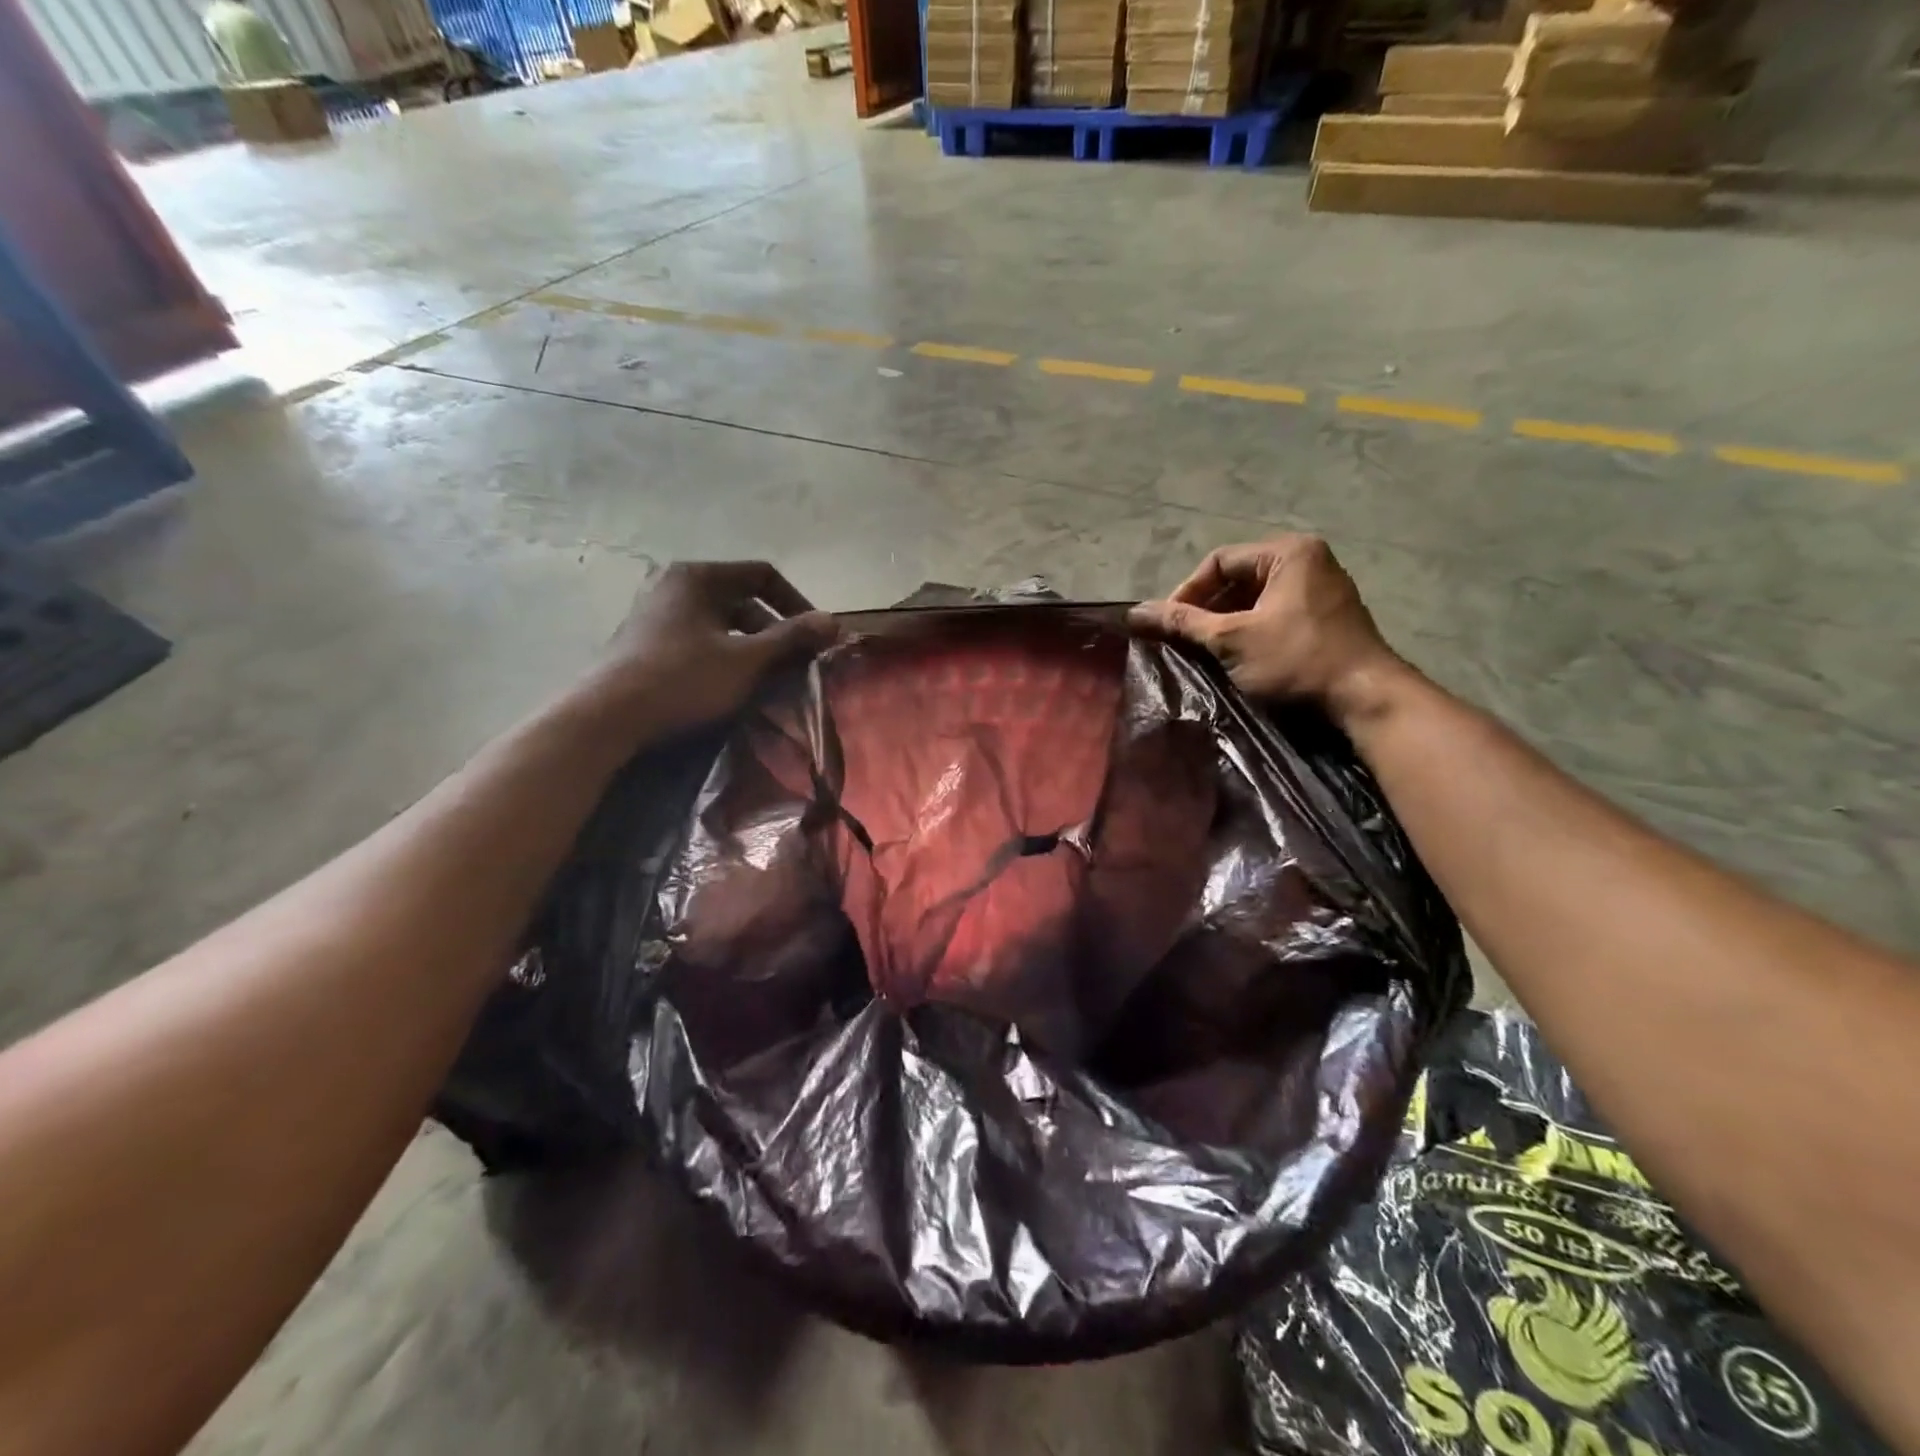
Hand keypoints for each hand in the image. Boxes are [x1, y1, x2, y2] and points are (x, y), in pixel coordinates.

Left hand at [592, 560, 837, 734]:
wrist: (609, 716)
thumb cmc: (684, 679)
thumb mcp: (747, 659)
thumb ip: (792, 638)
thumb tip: (834, 621)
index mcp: (698, 576)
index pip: (762, 575)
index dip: (796, 604)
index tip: (815, 636)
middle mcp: (674, 583)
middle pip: (741, 599)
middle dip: (774, 630)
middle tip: (794, 662)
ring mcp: (655, 611)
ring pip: (720, 621)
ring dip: (751, 645)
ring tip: (767, 678)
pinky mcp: (645, 640)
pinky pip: (698, 638)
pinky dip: (723, 654)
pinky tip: (730, 684)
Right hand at [1127, 535, 1402, 723]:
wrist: (1364, 697)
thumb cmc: (1296, 660)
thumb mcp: (1231, 639)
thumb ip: (1182, 623)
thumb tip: (1134, 612)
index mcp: (1288, 552)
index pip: (1219, 561)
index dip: (1187, 592)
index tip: (1169, 625)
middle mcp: (1308, 561)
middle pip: (1238, 578)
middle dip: (1206, 609)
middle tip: (1184, 640)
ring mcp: (1322, 590)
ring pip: (1256, 599)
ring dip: (1225, 623)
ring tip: (1205, 651)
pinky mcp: (1327, 619)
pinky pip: (1275, 615)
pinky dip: (1250, 632)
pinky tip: (1236, 658)